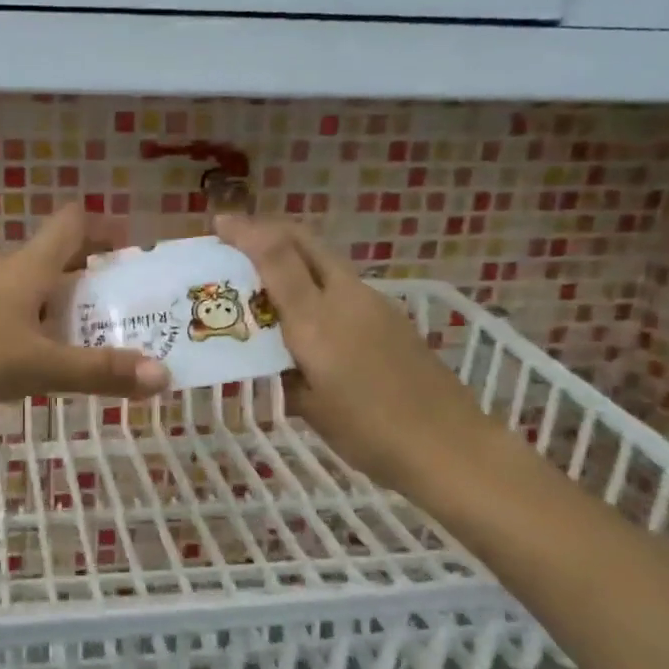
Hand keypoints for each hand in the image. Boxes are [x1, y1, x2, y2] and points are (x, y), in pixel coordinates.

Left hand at [0, 205, 169, 410]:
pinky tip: (21, 352)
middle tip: (113, 305)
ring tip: (74, 334)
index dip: (104, 227)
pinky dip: (23, 316)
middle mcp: (0, 265)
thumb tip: (163, 375)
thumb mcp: (40, 368)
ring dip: (52, 297)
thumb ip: (100, 372)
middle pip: (51, 253)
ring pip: (23, 280)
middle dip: (86, 273)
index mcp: (28, 266)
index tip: (130, 248)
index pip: (72, 222)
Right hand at [215, 215, 486, 488]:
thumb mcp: (309, 407)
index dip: (246, 232)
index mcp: (315, 320)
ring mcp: (373, 302)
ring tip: (264, 278)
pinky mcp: (390, 315)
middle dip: (268, 230)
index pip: (277, 256)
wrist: (448, 444)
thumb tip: (270, 358)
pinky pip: (341, 283)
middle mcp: (344, 298)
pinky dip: (314, 281)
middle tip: (237, 239)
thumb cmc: (368, 432)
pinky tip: (306, 312)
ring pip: (324, 260)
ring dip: (291, 256)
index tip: (220, 223)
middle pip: (304, 241)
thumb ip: (283, 372)